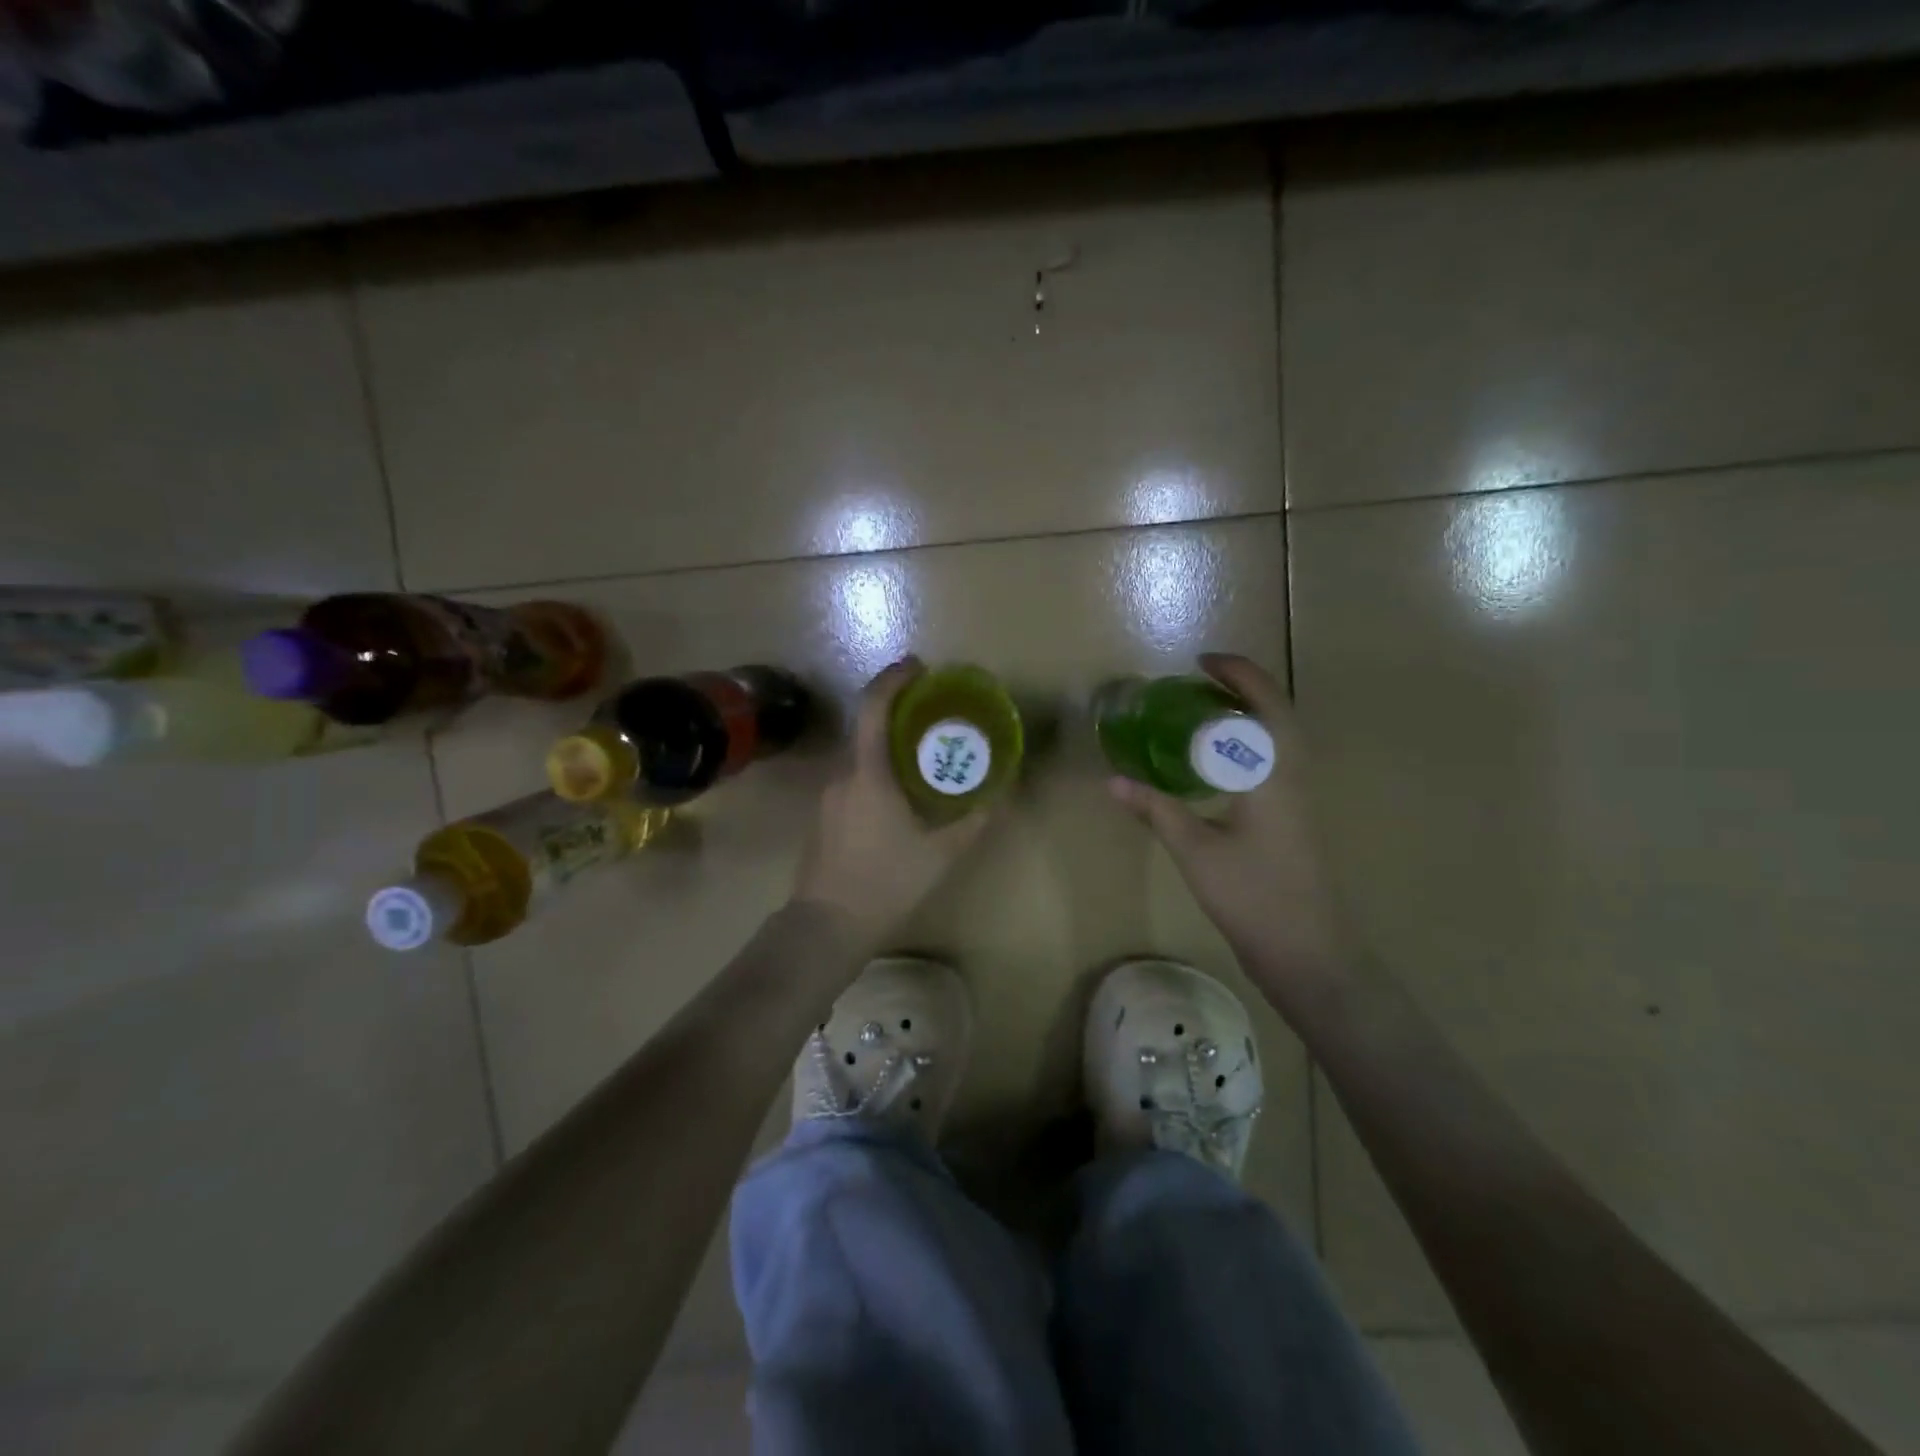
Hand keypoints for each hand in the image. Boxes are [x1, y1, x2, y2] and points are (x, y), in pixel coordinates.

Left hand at [792, 657, 993, 954]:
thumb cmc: (885, 884)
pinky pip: (852, 777)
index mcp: (867, 774)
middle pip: (865, 727)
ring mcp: (827, 797)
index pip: (873, 708)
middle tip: (932, 712)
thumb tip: (1000, 797)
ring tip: (921, 752)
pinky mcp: (823, 817)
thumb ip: (972, 823)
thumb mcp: (940, 855)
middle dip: (896, 710)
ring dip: (885, 742)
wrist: (825, 927)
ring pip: (858, 754)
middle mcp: (841, 776)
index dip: (893, 679)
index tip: (917, 666)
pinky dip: (875, 768)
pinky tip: (897, 791)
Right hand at [1109, 654, 1350, 1013]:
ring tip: (1205, 711)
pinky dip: (1249, 745)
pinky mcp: (1294, 819)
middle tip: (1201, 680)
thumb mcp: (1195, 850)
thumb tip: (1113, 781)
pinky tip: (1218, 763)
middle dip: (1244, 687)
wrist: (1308, 951)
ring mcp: (1299, 798)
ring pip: (1279, 739)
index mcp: (1274, 773)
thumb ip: (1156, 809)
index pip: (1264, 704)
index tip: (1201, 661)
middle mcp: (1294, 776)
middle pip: (1278, 713)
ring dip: (1249, 715)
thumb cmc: (1253, 895)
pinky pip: (1274, 762)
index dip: (1237, 674)